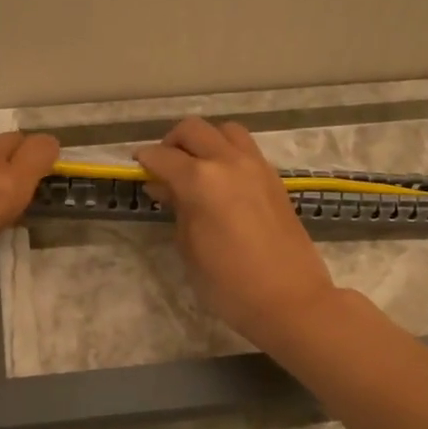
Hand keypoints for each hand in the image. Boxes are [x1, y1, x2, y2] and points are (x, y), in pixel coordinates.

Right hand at [136, 117, 339, 348]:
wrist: (290, 299)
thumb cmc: (229, 283)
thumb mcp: (190, 248)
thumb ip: (177, 208)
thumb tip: (164, 185)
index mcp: (201, 180)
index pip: (163, 156)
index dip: (145, 161)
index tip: (138, 169)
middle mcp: (228, 162)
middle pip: (193, 130)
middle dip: (172, 142)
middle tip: (164, 167)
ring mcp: (256, 166)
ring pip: (224, 130)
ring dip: (205, 141)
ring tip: (196, 168)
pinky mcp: (274, 178)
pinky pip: (245, 149)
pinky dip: (228, 153)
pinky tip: (222, 181)